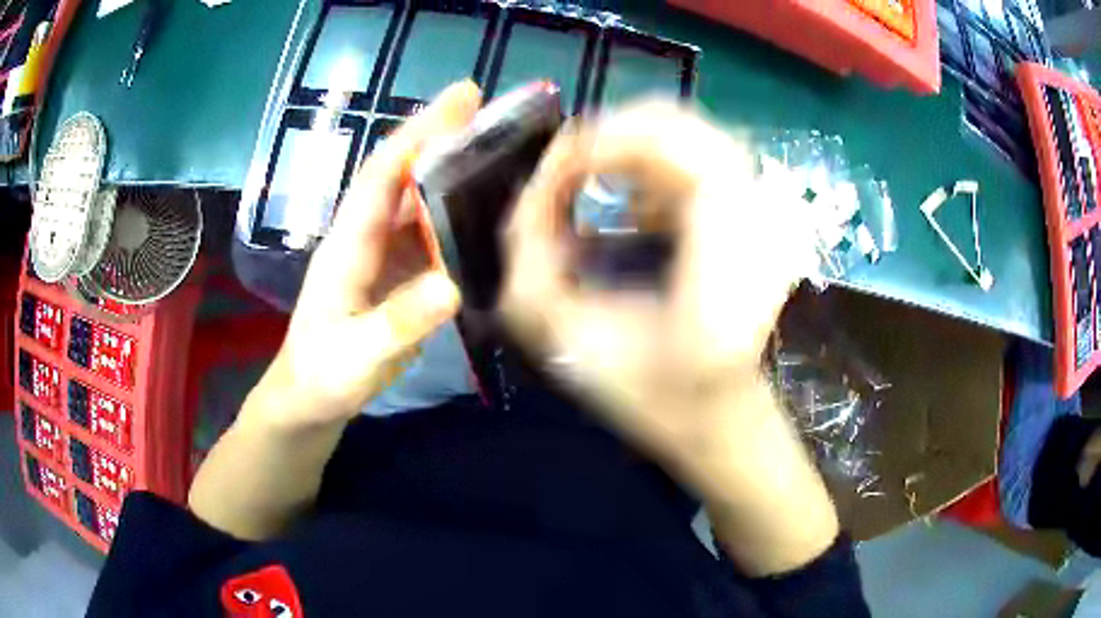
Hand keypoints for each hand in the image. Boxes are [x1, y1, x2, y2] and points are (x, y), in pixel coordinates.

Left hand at [255, 81, 480, 428]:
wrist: (311, 397)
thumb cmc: (325, 375)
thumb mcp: (358, 356)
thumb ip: (399, 323)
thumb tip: (451, 286)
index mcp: (348, 244)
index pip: (383, 175)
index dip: (420, 134)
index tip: (461, 99)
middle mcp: (365, 236)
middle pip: (404, 174)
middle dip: (440, 135)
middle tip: (490, 107)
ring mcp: (381, 253)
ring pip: (418, 199)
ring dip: (452, 169)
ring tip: (499, 148)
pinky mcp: (396, 272)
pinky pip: (429, 232)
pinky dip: (455, 212)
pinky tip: (486, 207)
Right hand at [502, 101, 815, 474]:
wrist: (717, 415)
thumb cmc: (650, 395)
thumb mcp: (567, 343)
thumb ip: (531, 260)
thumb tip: (532, 188)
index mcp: (728, 270)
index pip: (686, 157)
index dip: (613, 141)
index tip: (558, 166)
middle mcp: (760, 229)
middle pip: (687, 131)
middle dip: (613, 135)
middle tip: (564, 171)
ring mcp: (766, 218)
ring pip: (692, 135)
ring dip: (631, 149)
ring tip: (591, 189)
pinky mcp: (757, 216)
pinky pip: (700, 157)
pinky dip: (654, 165)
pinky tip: (633, 209)